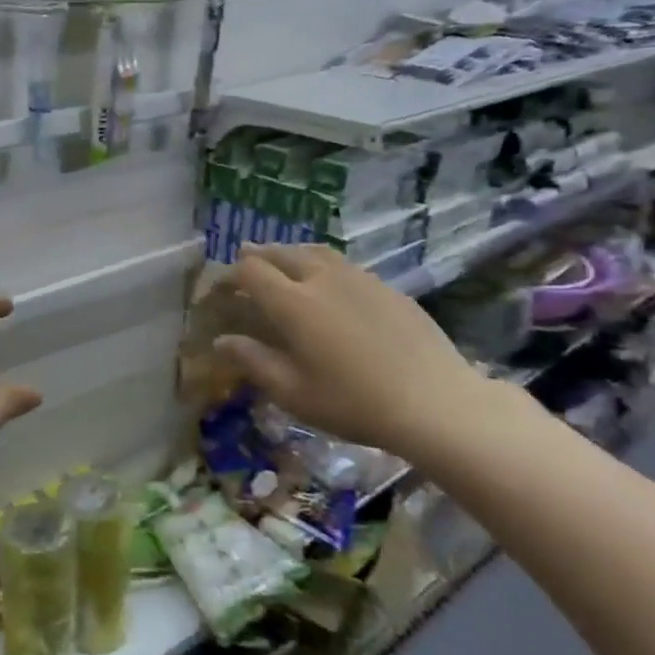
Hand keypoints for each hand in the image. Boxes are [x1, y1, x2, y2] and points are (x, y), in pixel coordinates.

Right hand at [215, 243, 492, 460]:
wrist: (434, 401)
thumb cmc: (352, 402)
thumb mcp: (292, 392)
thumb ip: (253, 361)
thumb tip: (221, 341)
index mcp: (292, 303)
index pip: (251, 270)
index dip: (230, 274)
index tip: (221, 287)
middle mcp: (322, 279)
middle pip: (282, 252)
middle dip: (258, 255)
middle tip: (245, 262)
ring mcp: (359, 278)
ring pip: (316, 252)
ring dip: (291, 253)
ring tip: (283, 261)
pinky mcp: (386, 287)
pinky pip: (344, 265)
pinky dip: (323, 265)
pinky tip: (329, 284)